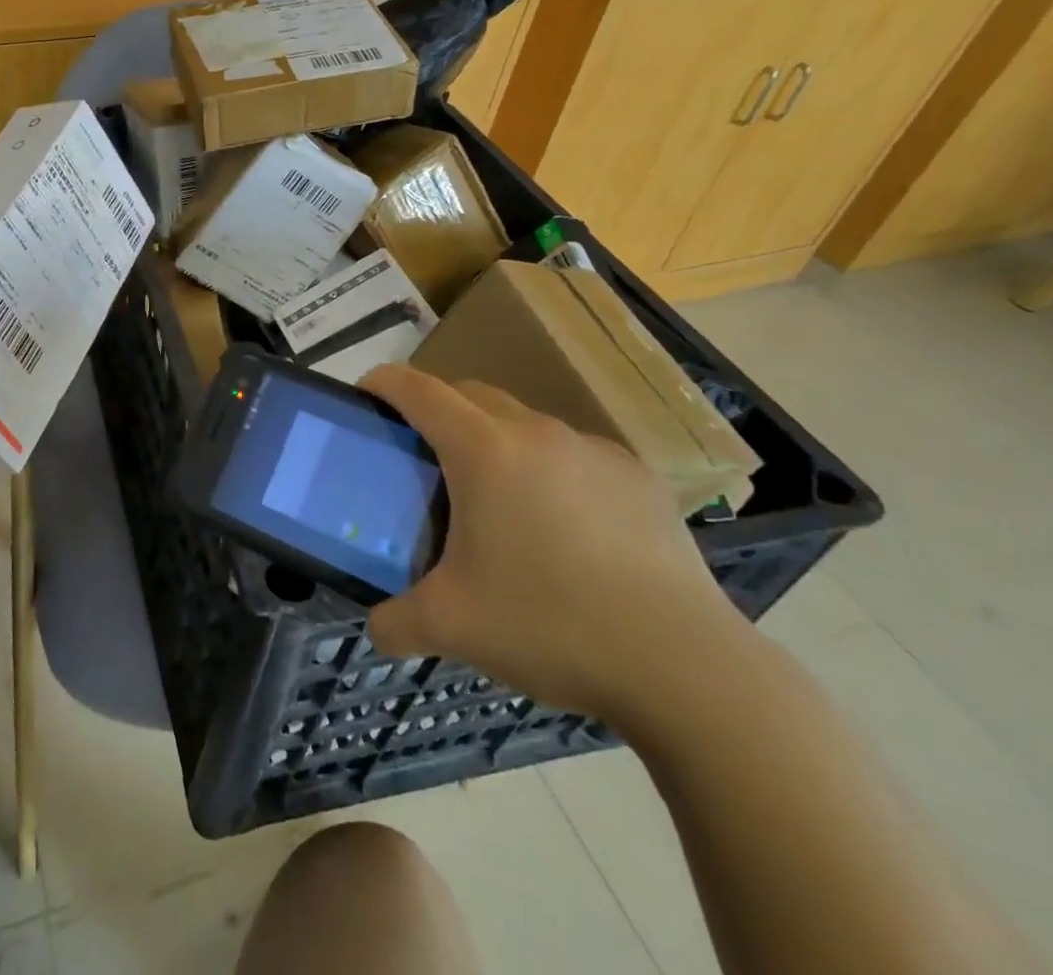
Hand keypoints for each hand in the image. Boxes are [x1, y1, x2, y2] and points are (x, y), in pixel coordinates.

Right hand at [359, 365, 746, 724]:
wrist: (687, 668)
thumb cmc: (551, 626)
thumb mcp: (452, 627)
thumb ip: (396, 621)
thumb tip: (375, 628)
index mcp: (483, 451)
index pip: (417, 390)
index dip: (383, 383)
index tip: (365, 397)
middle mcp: (536, 433)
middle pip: (469, 393)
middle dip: (436, 408)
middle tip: (423, 455)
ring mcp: (594, 450)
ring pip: (524, 421)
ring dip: (494, 439)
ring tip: (495, 498)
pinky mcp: (639, 477)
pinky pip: (573, 452)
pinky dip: (549, 467)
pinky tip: (563, 526)